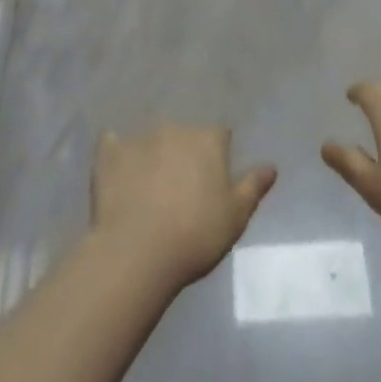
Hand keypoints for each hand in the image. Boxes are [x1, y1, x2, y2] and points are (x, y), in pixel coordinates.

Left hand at [90, 124, 275, 288]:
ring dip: (153, 156)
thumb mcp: (236, 217)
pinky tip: (116, 170)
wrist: (137, 252)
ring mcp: (140, 138)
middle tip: (181, 189)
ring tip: (148, 189)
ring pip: (151, 141)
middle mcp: (175, 129)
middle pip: (184, 135)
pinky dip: (117, 154)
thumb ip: (253, 187)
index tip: (213, 182)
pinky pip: (112, 144)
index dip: (218, 156)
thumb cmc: (195, 235)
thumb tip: (271, 166)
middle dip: (184, 154)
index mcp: (208, 139)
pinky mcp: (109, 153)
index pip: (220, 136)